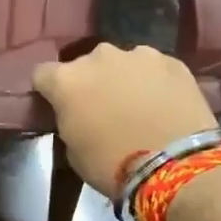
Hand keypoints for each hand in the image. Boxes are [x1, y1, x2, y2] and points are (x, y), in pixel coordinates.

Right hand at [32, 44, 216, 194]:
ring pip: (122, 63)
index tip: (57, 107)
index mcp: (67, 80)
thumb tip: (78, 115)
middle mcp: (99, 57)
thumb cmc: (114, 165)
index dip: (49, 91)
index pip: (42, 75)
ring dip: (123, 79)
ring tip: (138, 106)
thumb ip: (70, 121)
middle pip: (85, 65)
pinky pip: (154, 69)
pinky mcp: (173, 61)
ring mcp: (139, 55)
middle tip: (102, 109)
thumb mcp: (73, 151)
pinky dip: (154, 83)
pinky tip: (164, 105)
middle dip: (90, 82)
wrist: (177, 166)